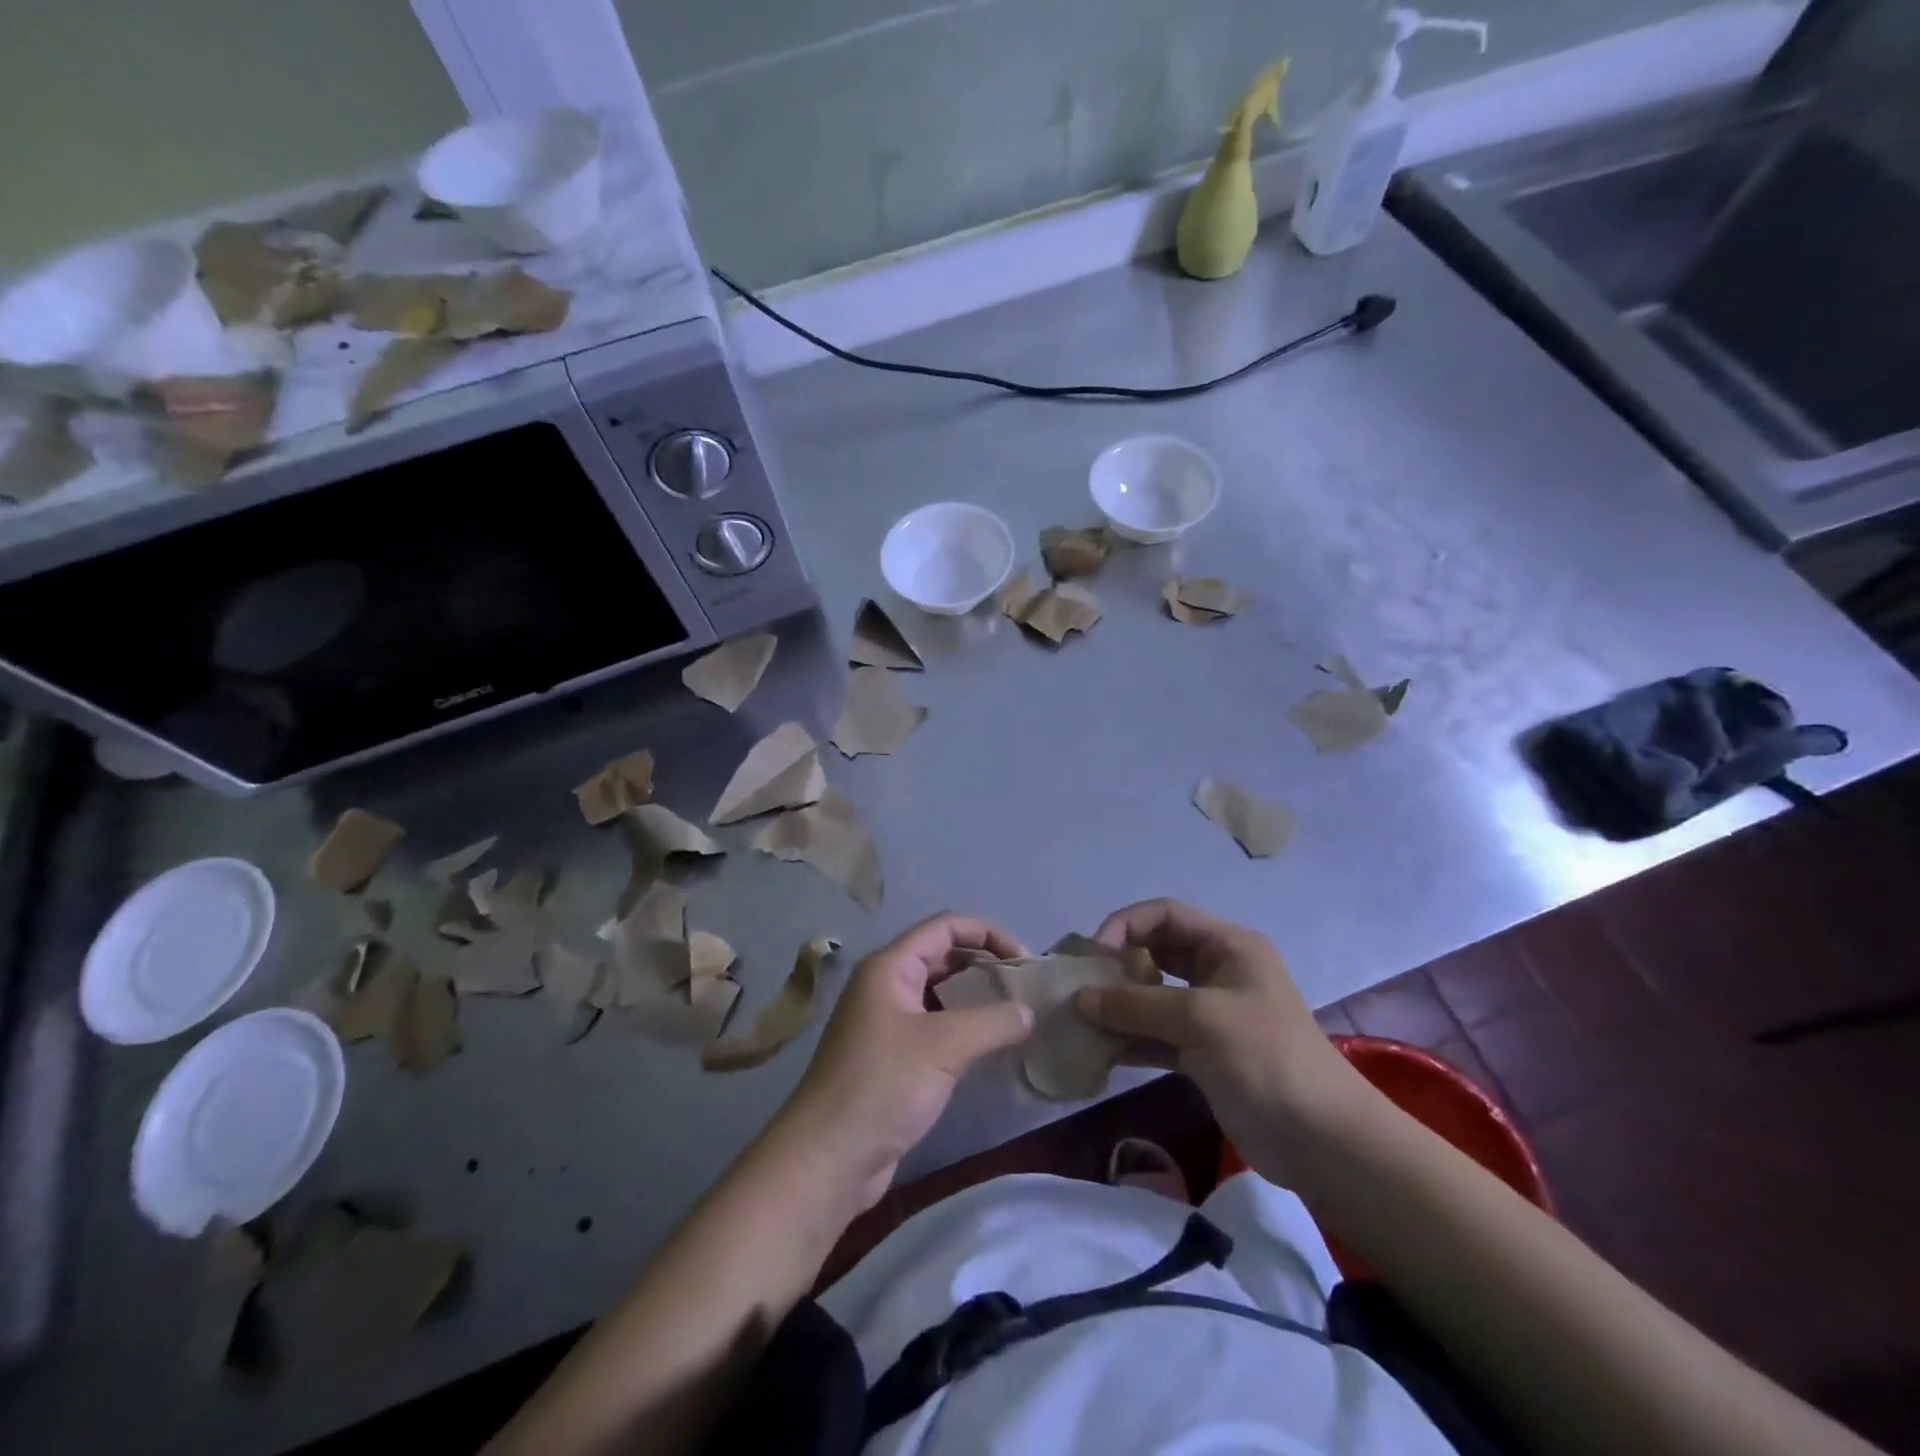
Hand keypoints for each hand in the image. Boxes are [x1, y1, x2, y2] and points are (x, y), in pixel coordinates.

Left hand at [775, 914, 1034, 1214]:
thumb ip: (993, 1022)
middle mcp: (886, 985)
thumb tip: (1029, 1012)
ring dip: (976, 998)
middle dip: (985, 965)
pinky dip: (964, 1028)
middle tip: (1024, 989)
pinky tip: (990, 1047)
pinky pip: (935, 1027)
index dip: (988, 933)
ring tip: (1015, 1015)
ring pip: (940, 994)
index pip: (945, 927)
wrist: (828, 1158)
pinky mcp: (892, 1057)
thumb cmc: (882, 1086)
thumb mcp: (944, 1046)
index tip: (1024, 960)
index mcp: (890, 967)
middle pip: (943, 956)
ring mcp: (887, 1022)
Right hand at [1077, 899, 1369, 1187]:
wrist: (1321, 1141)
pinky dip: (1131, 1038)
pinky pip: (1157, 1033)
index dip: (1125, 925)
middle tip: (1080, 986)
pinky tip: (1101, 1051)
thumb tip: (1080, 999)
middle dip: (1117, 965)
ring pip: (1153, 995)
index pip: (1165, 915)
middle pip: (1156, 952)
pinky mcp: (1204, 1052)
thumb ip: (1136, 1004)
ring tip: (1081, 1019)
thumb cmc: (1264, 1058)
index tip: (1094, 956)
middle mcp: (1218, 971)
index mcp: (1228, 946)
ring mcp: (1211, 1013)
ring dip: (1119, 1005)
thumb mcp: (1199, 1019)